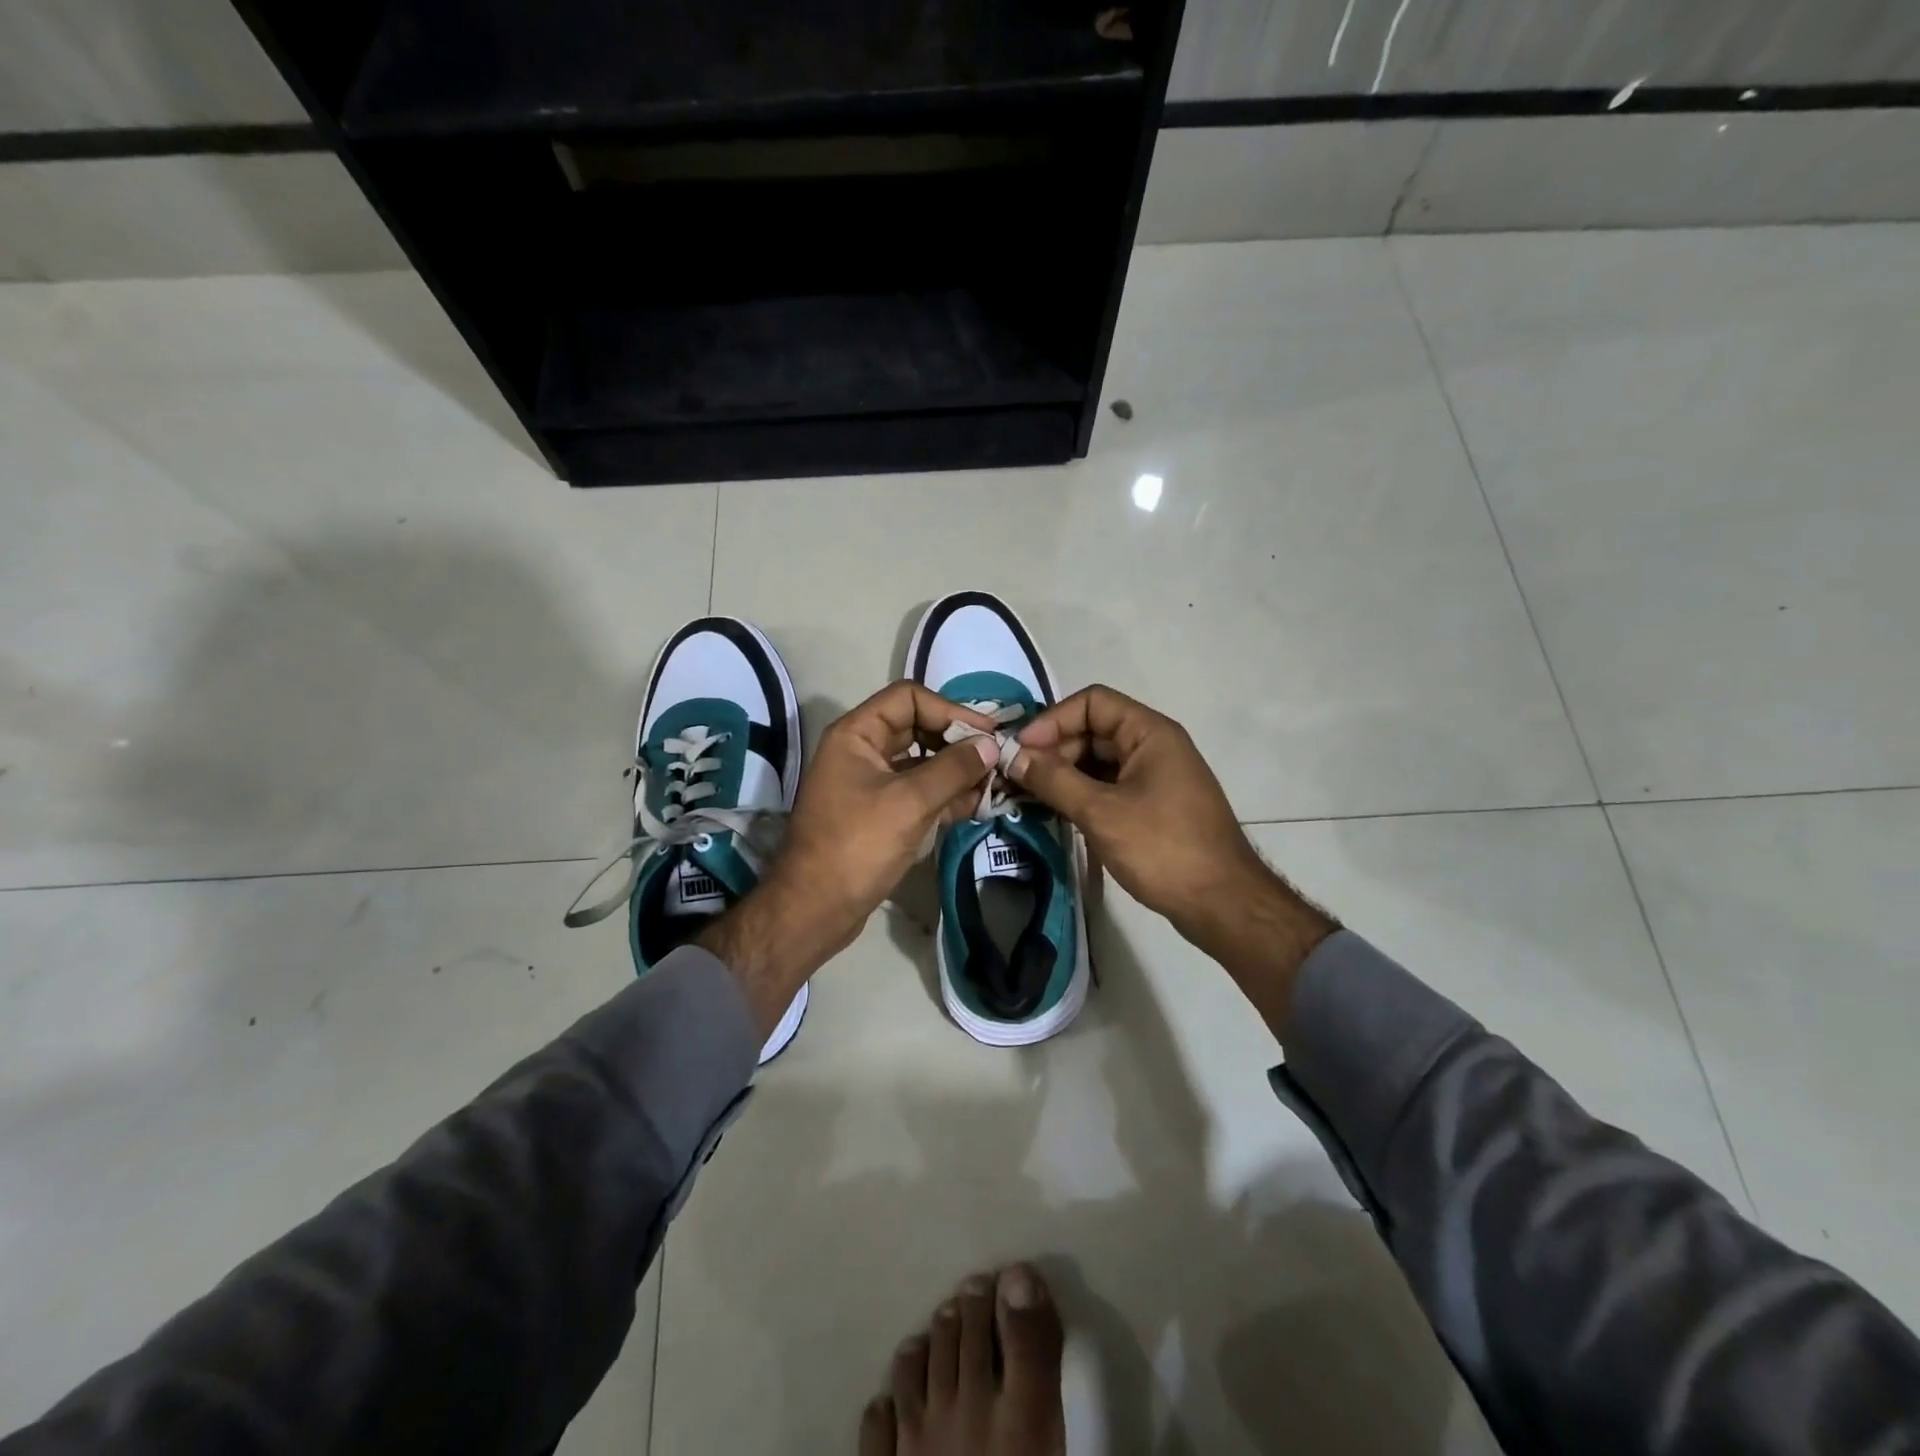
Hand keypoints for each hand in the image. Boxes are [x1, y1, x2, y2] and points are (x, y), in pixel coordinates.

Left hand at [702, 683, 997, 1032]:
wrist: (815, 909)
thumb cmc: (857, 846)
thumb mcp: (909, 802)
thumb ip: (953, 769)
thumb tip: (991, 745)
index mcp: (857, 734)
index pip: (909, 698)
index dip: (949, 710)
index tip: (986, 734)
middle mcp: (862, 751)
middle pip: (918, 728)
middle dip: (958, 741)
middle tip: (996, 758)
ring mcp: (872, 784)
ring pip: (922, 762)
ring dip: (957, 770)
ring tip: (996, 782)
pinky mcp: (881, 814)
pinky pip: (919, 792)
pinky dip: (947, 795)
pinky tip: (979, 803)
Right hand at [1009, 685, 1336, 1030]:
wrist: (1222, 904)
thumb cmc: (1163, 848)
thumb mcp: (1101, 812)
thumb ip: (1054, 780)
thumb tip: (1012, 757)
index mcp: (1150, 733)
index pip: (1093, 702)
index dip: (1053, 720)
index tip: (1021, 750)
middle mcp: (1154, 746)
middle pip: (1094, 729)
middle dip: (1054, 749)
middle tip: (1018, 778)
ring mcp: (1156, 777)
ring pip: (1099, 761)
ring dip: (1064, 774)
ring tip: (1028, 796)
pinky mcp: (1153, 806)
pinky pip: (1109, 786)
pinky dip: (1081, 794)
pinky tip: (1057, 812)